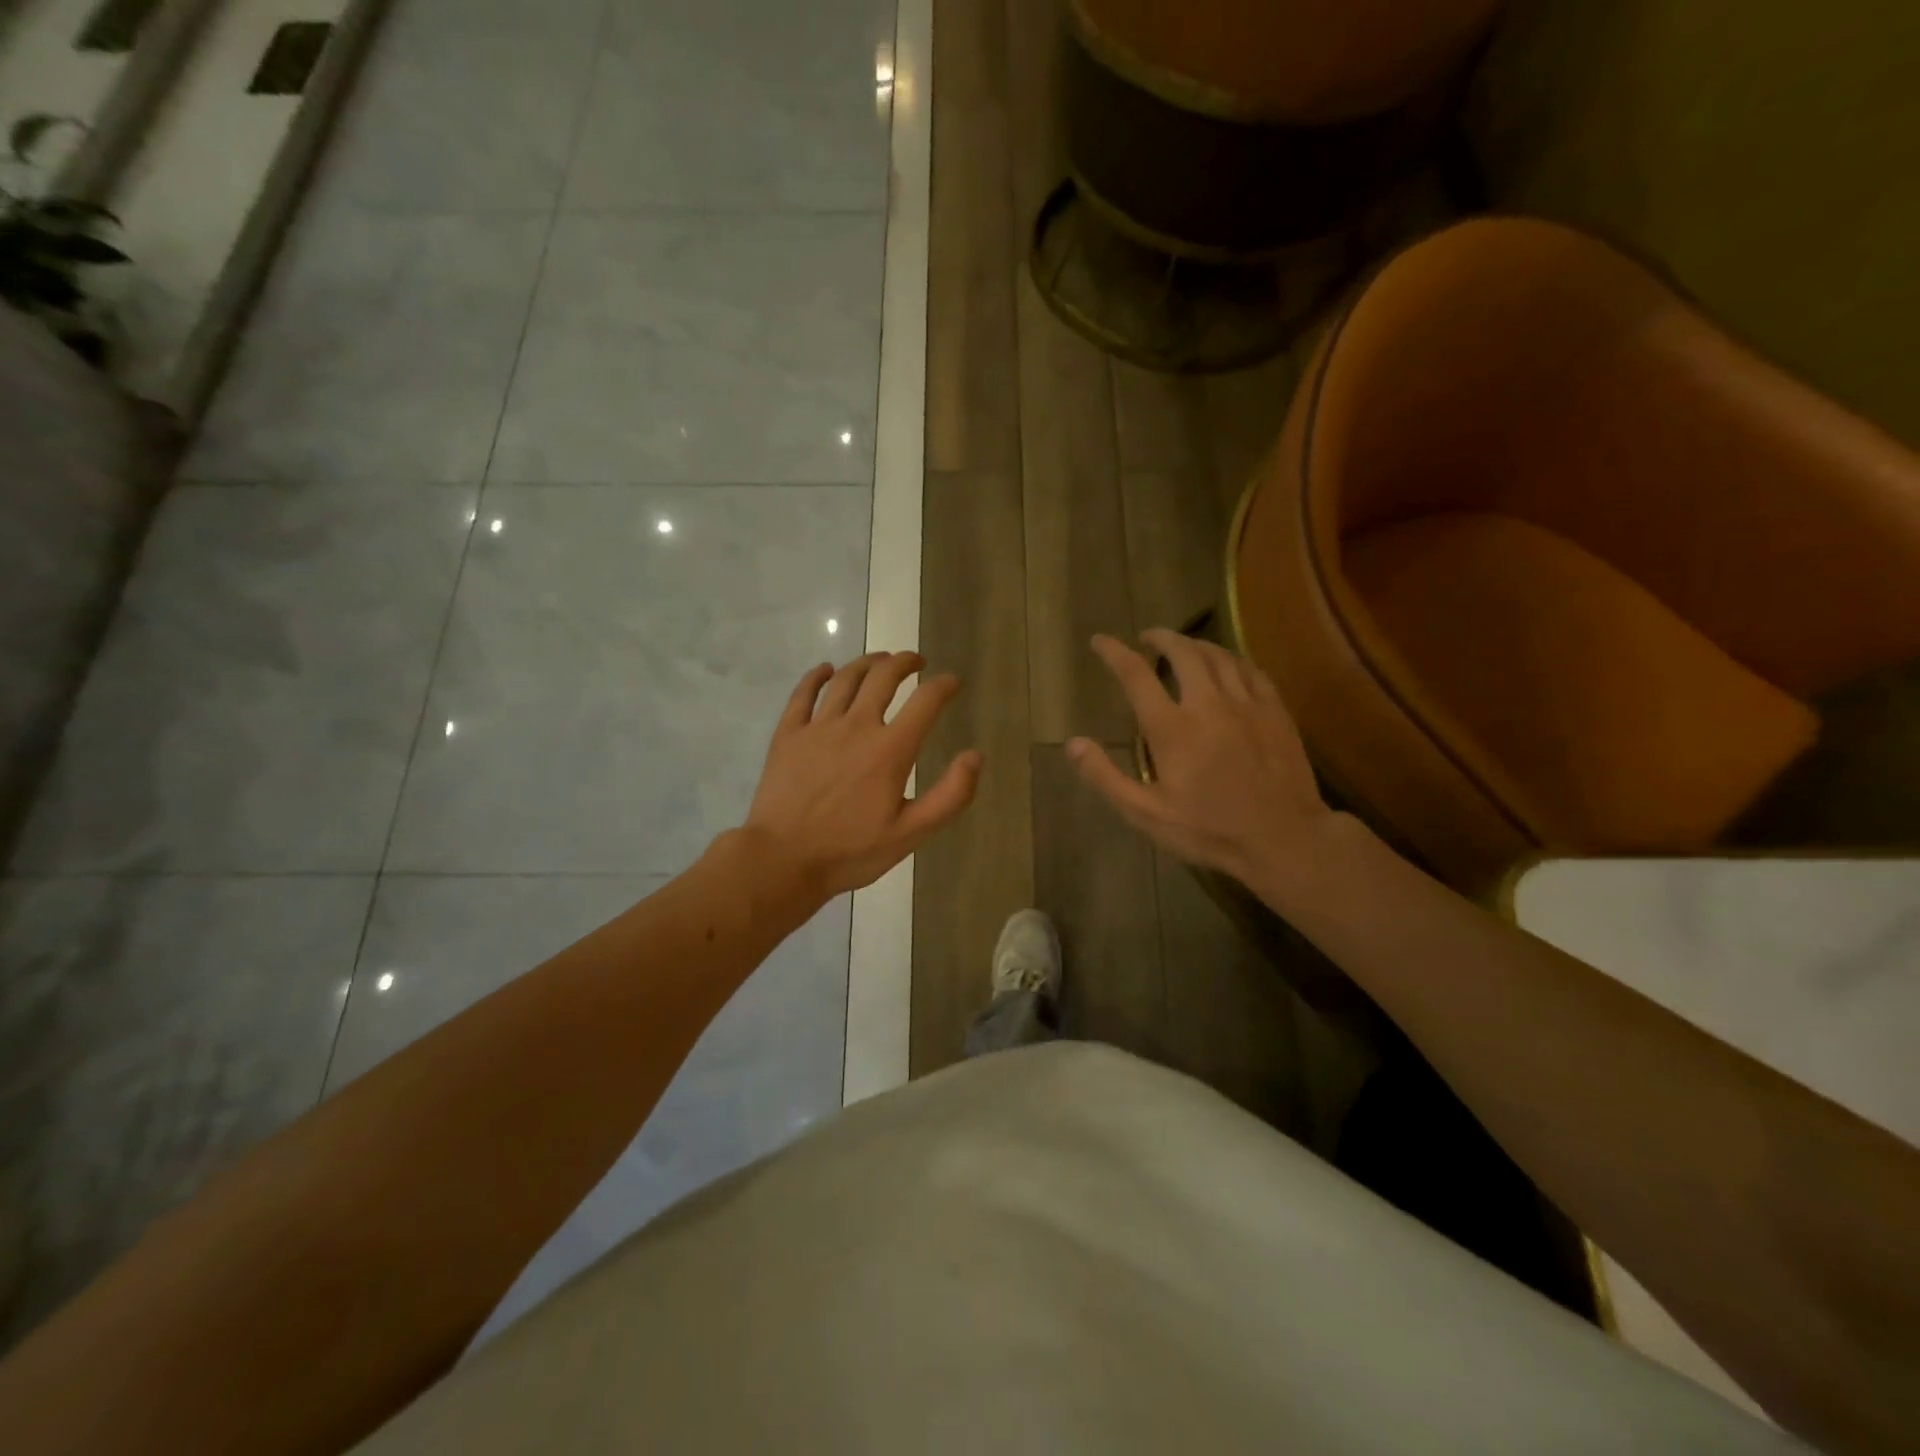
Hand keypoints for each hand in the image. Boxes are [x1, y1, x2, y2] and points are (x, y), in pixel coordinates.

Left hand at [742, 652, 982, 898]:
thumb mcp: (911, 834)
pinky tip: (827, 670)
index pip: (925, 701)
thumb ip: (950, 796)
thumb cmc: (850, 851)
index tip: (952, 681)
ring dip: (867, 662)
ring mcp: (818, 727)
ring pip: (846, 679)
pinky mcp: (788, 734)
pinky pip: (803, 693)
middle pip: (883, 677)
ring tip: (880, 660)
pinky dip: (818, 676)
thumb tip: (974, 756)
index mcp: (890, 750)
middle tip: (916, 661)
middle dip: (905, 662)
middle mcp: (856, 726)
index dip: (943, 685)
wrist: (782, 860)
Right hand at [1068, 630, 1341, 890]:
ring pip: (1219, 656)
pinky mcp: (1275, 712)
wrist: (1284, 839)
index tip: (1100, 641)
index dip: (1114, 653)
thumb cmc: (1210, 830)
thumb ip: (1106, 777)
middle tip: (1148, 638)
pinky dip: (1231, 660)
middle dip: (1161, 638)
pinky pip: (1251, 670)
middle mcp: (1208, 704)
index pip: (1136, 675)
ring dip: (1195, 644)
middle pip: (1183, 652)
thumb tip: (1072, 744)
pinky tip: (1227, 665)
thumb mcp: (1146, 814)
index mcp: (1172, 729)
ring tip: (1183, 645)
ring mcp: (1247, 704)